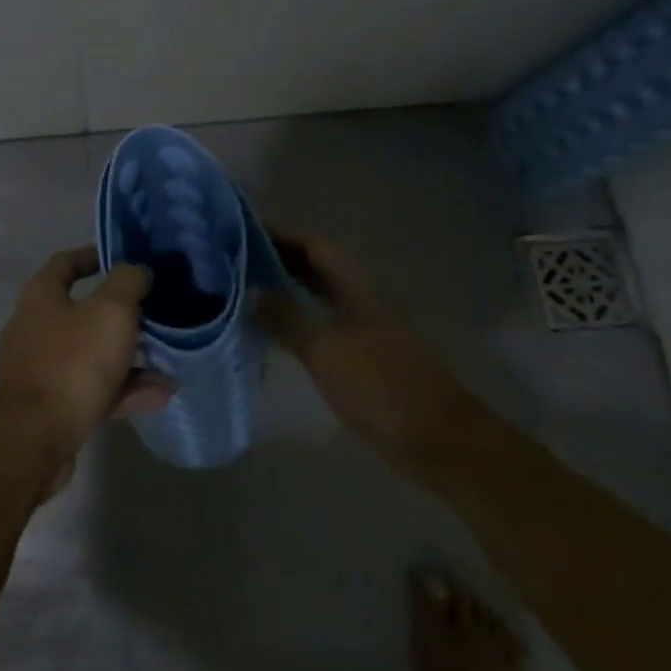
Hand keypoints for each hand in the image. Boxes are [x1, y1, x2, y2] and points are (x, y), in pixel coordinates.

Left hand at [0, 247, 166, 471]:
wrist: (35, 438)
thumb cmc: (72, 362)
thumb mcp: (110, 311)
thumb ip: (127, 283)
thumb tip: (135, 270)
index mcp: (41, 296)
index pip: (65, 263)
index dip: (93, 256)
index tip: (123, 259)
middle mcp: (35, 327)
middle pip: (82, 311)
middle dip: (120, 313)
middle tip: (155, 313)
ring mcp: (41, 369)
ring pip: (91, 354)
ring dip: (129, 357)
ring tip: (168, 361)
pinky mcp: (51, 406)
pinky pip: (93, 389)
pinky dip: (124, 389)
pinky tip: (161, 395)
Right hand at [258, 230, 472, 478]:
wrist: (437, 441)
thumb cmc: (380, 387)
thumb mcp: (326, 350)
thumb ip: (287, 318)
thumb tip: (252, 292)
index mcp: (356, 289)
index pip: (316, 246)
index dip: (281, 234)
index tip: (242, 230)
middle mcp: (360, 301)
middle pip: (317, 268)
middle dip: (278, 259)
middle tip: (233, 260)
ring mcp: (363, 330)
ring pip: (318, 297)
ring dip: (284, 289)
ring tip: (243, 290)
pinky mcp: (361, 359)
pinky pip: (320, 326)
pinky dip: (294, 320)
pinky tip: (270, 332)